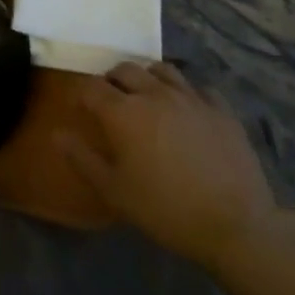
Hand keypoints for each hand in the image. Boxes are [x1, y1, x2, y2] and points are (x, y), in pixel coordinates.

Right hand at [57, 61, 278, 272]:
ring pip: (161, 69)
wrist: (236, 225)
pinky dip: (186, 93)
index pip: (92, 87)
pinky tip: (187, 110)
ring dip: (148, 78)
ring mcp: (190, 97)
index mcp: (124, 112)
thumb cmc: (166, 210)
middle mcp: (154, 93)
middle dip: (112, 81)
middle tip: (113, 103)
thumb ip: (82, 159)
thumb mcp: (115, 191)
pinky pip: (198, 87)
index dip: (83, 95)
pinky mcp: (221, 109)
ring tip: (148, 98)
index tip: (82, 110)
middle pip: (125, 69)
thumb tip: (58, 134)